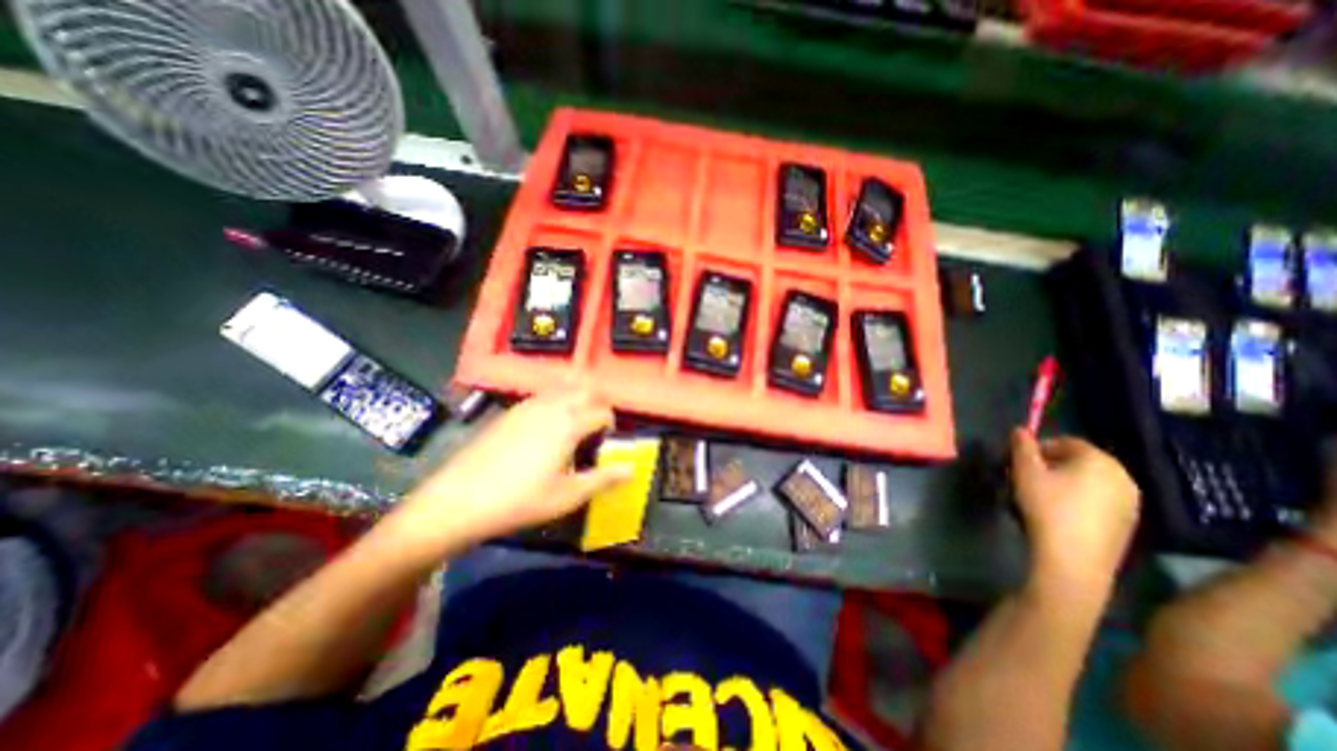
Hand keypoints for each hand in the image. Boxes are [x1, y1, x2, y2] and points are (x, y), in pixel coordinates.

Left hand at [387, 387, 633, 558]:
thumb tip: (632, 469)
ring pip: (563, 388)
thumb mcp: (567, 495)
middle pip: (585, 389)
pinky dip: (555, 402)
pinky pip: (543, 396)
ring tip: (574, 426)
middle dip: (597, 403)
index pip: (603, 411)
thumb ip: (603, 479)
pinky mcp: (510, 411)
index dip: (611, 425)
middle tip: (594, 429)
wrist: (458, 501)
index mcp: (569, 423)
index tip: (606, 444)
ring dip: (577, 400)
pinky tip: (546, 428)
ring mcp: (528, 405)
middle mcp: (552, 405)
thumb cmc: (520, 500)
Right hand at [1013, 427, 1136, 598]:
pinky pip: (1099, 500)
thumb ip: (1021, 446)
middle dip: (1051, 465)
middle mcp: (1123, 476)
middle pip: (1079, 461)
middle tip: (1027, 479)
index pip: (1065, 442)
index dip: (1038, 448)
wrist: (1075, 559)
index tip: (1018, 463)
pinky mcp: (1129, 522)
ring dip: (1065, 483)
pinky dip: (1079, 500)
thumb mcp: (1024, 471)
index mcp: (1099, 459)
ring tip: (1042, 497)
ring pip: (1089, 481)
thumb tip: (1020, 430)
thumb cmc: (1047, 507)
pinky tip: (1060, 514)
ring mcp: (1131, 501)